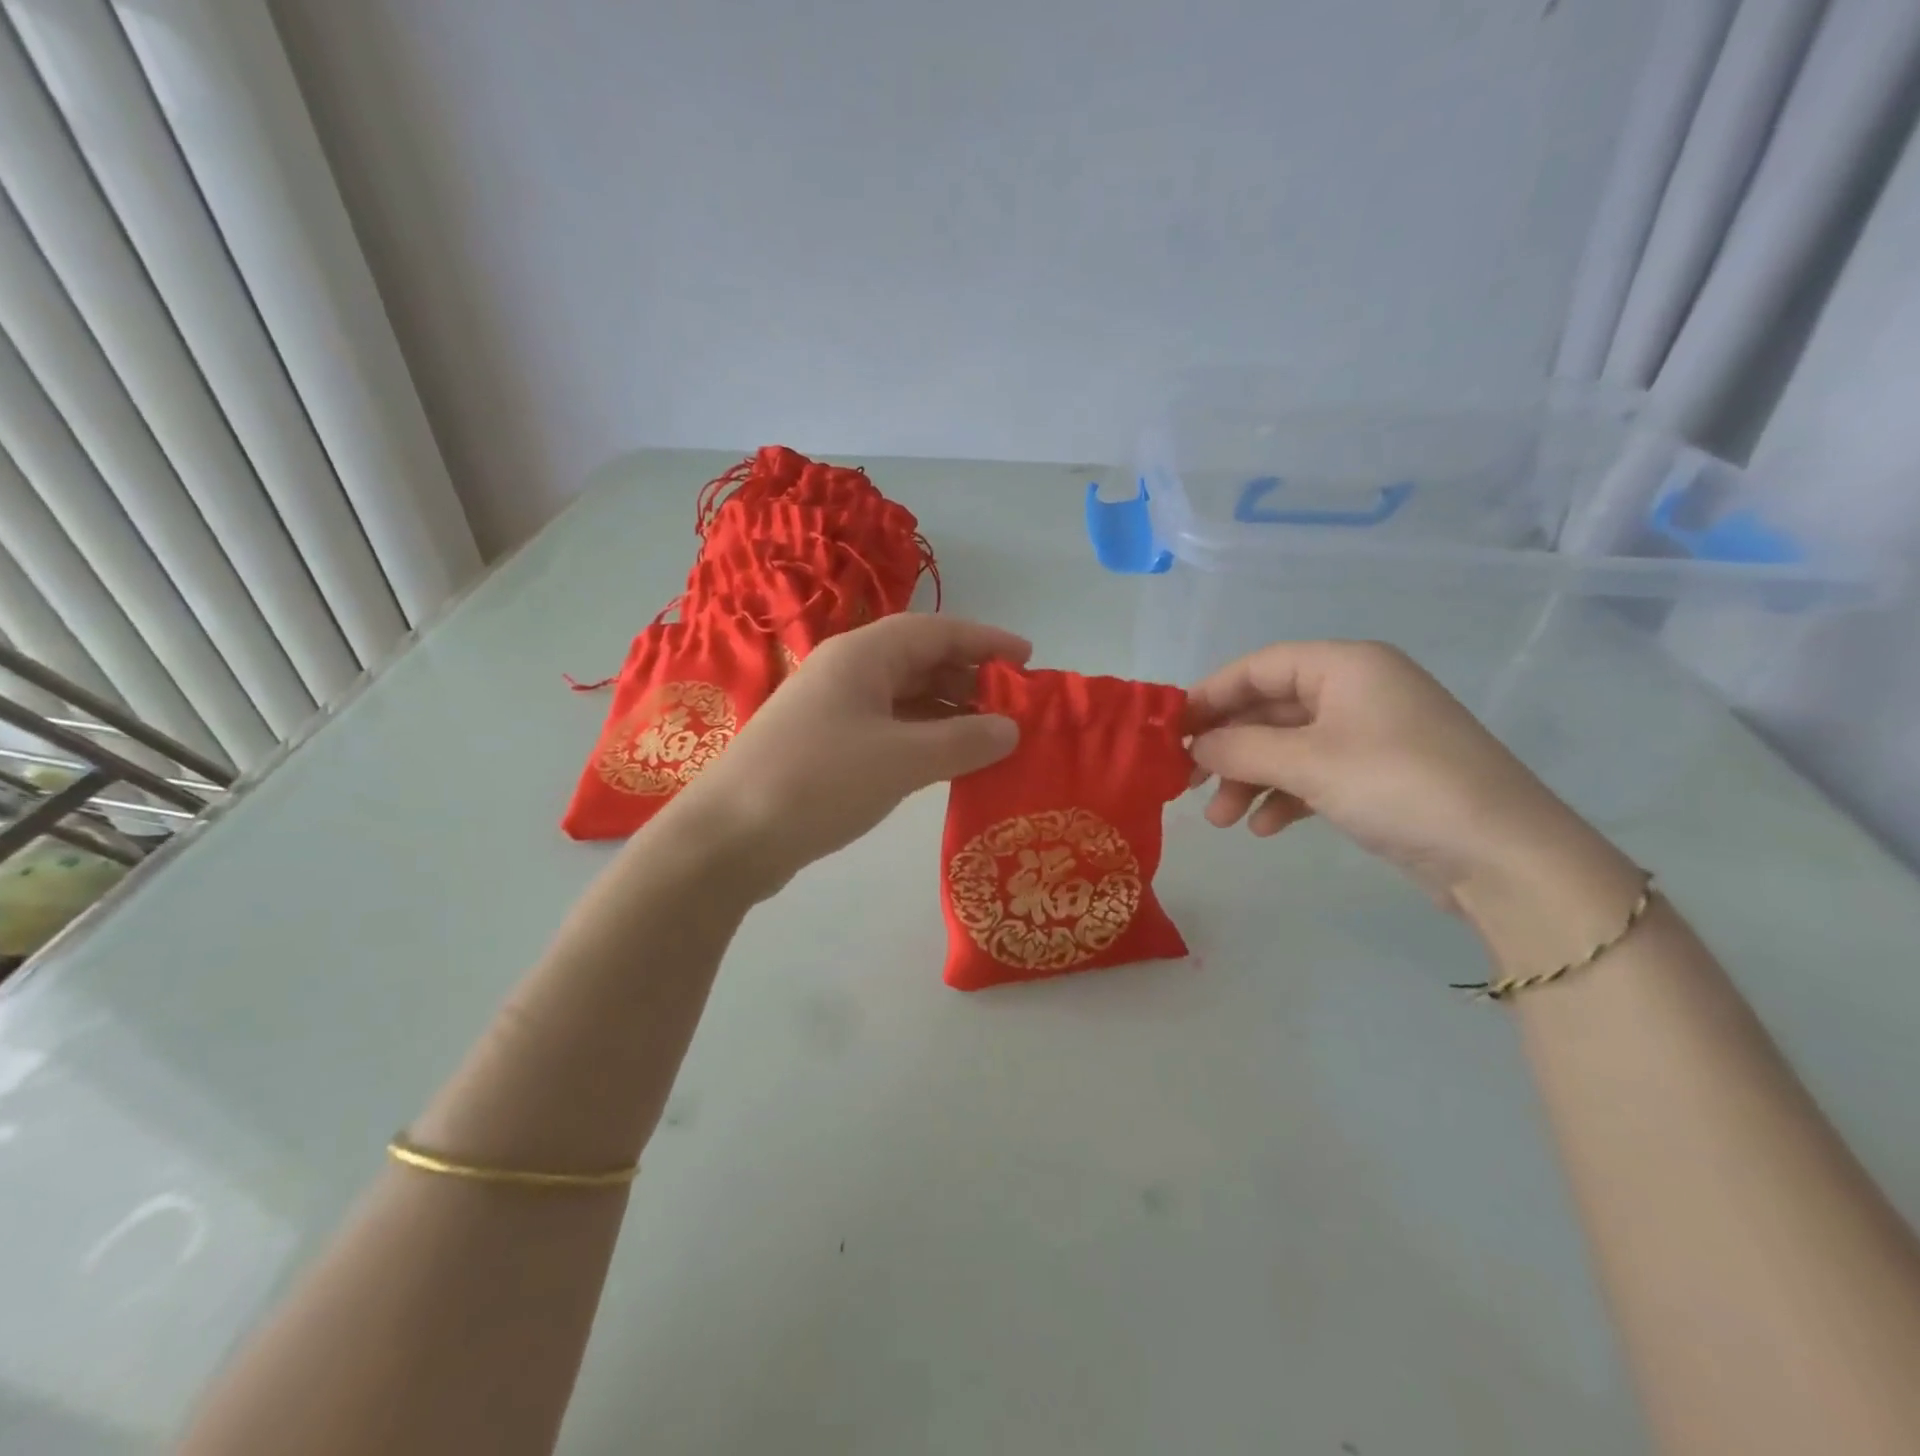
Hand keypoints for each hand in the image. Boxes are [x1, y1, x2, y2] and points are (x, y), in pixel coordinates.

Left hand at [665, 615, 1030, 899]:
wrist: (729, 837)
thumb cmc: (818, 782)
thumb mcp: (901, 760)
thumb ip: (963, 741)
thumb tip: (1010, 729)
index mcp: (862, 655)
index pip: (937, 631)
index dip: (985, 641)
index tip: (1029, 659)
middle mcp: (847, 672)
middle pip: (920, 660)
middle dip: (970, 678)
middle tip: (1015, 707)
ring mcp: (832, 709)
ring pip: (904, 697)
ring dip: (948, 712)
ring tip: (991, 737)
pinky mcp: (825, 746)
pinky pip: (888, 728)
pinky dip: (922, 738)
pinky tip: (946, 762)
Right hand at [1186, 641, 1618, 915]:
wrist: (1503, 857)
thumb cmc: (1398, 786)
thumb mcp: (1308, 762)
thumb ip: (1240, 748)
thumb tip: (1193, 746)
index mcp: (1346, 666)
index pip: (1259, 666)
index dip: (1210, 695)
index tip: (1171, 730)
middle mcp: (1358, 691)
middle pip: (1270, 709)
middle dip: (1228, 748)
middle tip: (1188, 783)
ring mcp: (1371, 734)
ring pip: (1288, 747)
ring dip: (1250, 779)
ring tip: (1221, 820)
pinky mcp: (1380, 776)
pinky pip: (1314, 775)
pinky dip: (1284, 797)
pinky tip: (1265, 828)